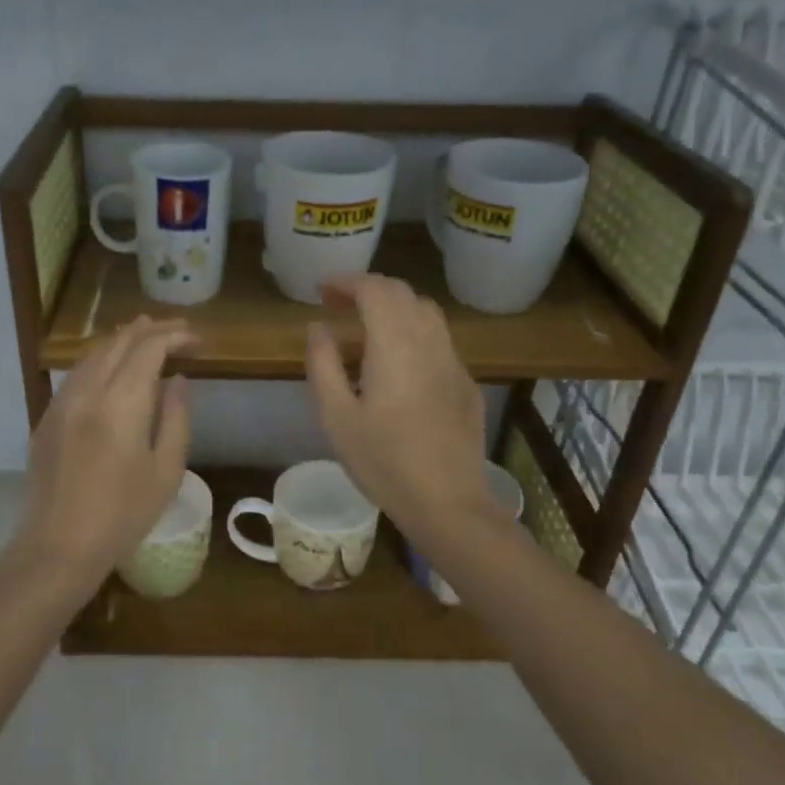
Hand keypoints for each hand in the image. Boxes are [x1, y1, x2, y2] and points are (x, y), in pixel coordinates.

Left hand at [11, 316, 195, 597]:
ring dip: (124, 340)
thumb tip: (177, 380)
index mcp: (121, 403)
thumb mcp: (166, 470)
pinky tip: (115, 369)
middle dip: (152, 330)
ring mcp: (62, 401)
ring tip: (150, 340)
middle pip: (119, 341)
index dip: (175, 336)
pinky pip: (78, 372)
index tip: (197, 341)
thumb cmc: (123, 514)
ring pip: (95, 353)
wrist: (58, 545)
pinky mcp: (48, 416)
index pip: (149, 348)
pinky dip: (102, 359)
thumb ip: (175, 418)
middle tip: (179, 332)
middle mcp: (88, 391)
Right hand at [305, 275, 496, 540]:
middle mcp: (430, 342)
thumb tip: (319, 327)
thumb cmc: (383, 461)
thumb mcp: (336, 416)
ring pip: (426, 312)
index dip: (346, 281)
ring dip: (394, 307)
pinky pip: (439, 340)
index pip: (374, 290)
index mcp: (395, 345)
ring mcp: (454, 362)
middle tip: (337, 305)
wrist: (448, 502)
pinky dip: (412, 332)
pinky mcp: (466, 383)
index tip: (321, 290)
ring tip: (366, 328)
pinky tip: (397, 363)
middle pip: (402, 293)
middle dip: (368, 289)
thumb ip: (323, 364)